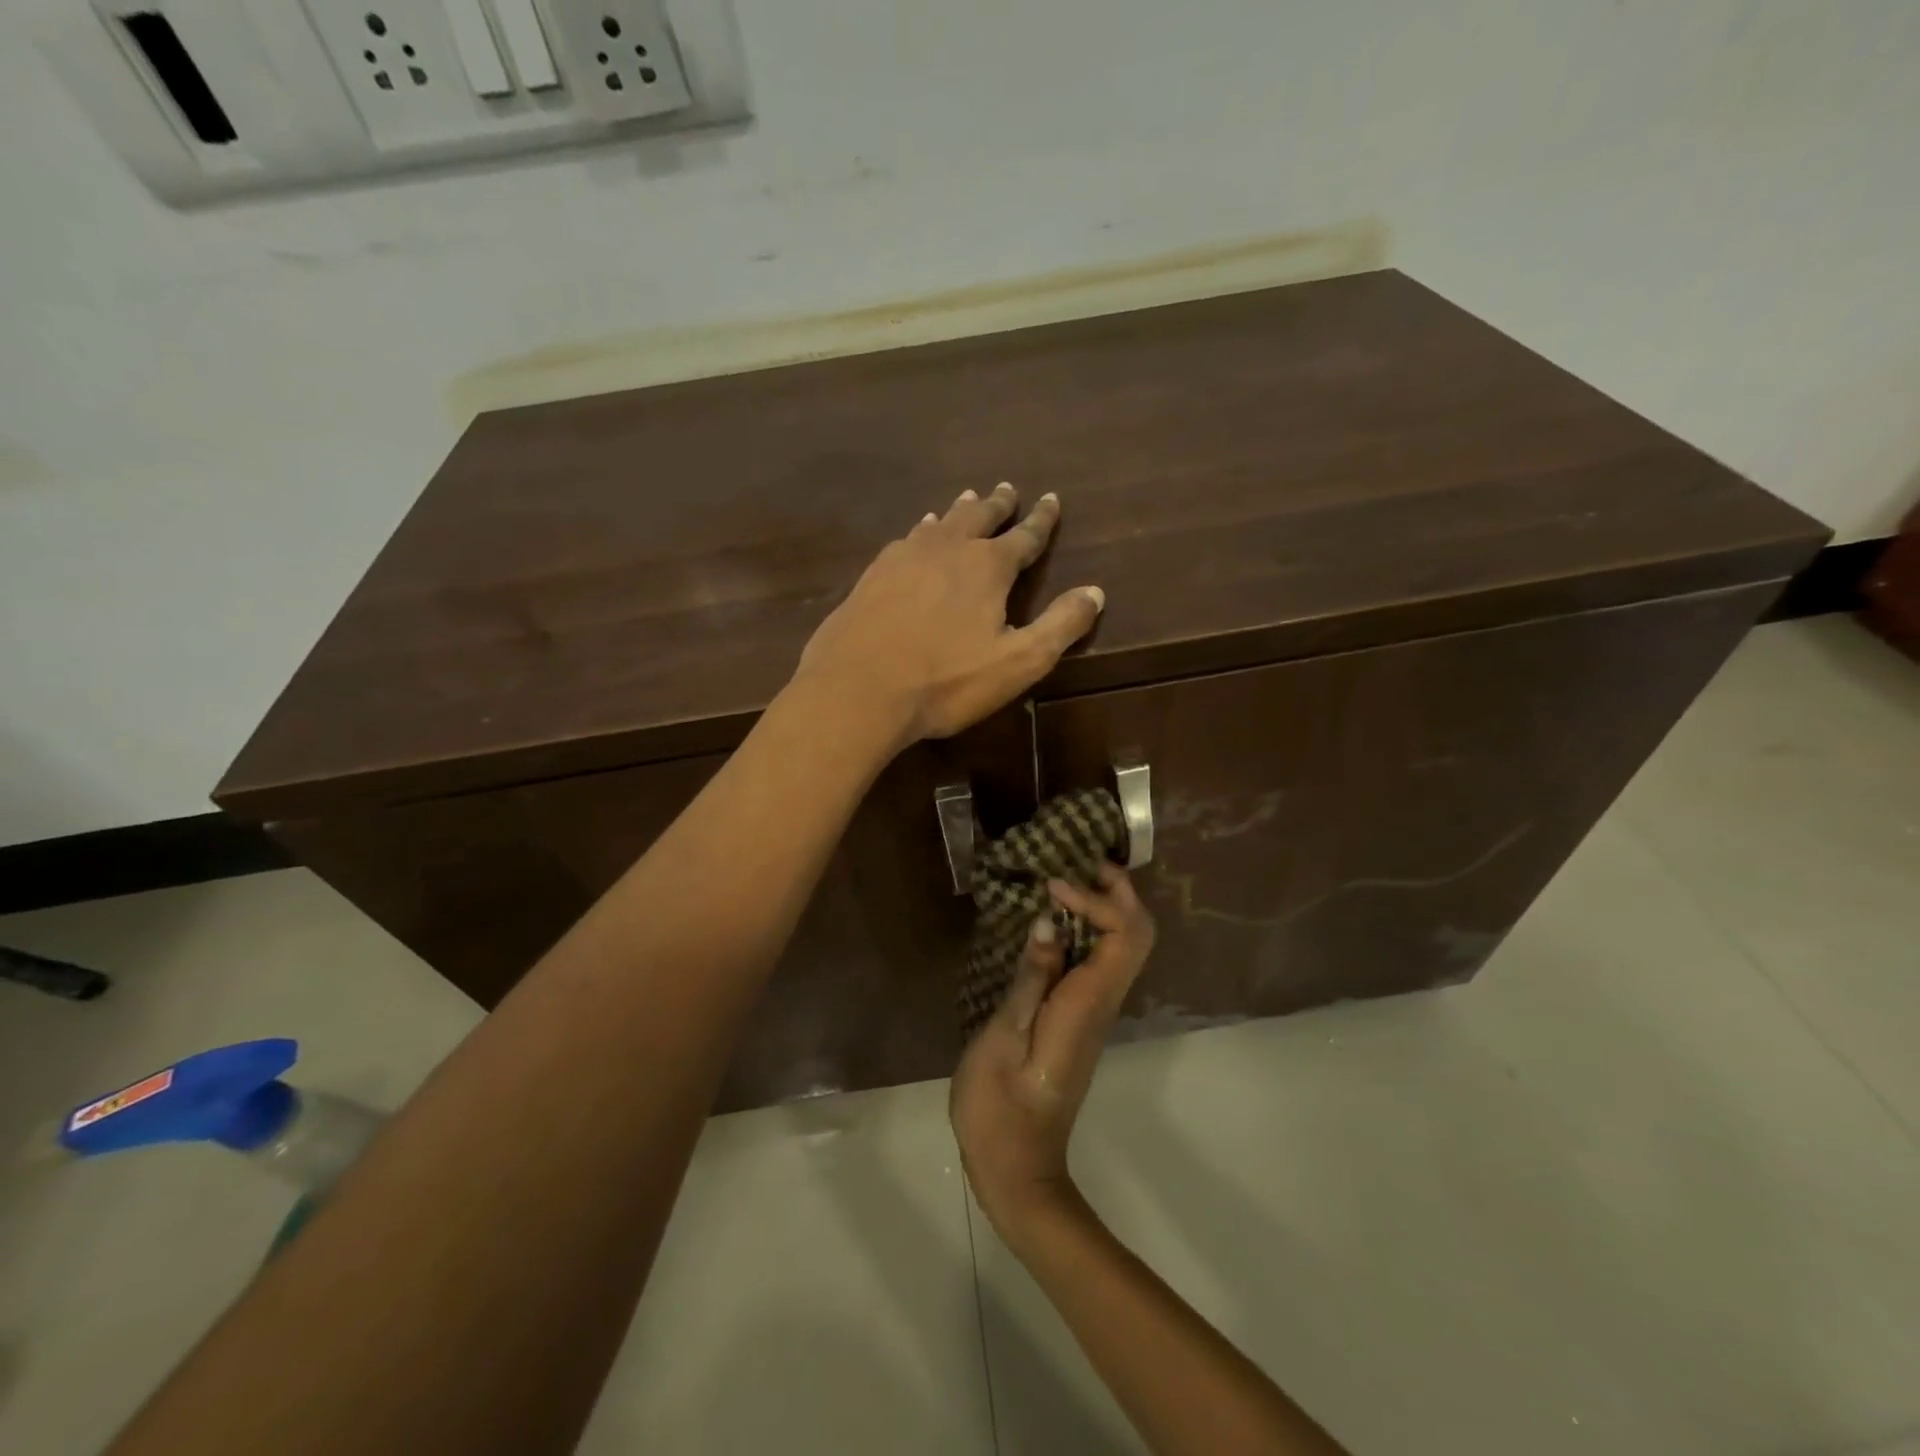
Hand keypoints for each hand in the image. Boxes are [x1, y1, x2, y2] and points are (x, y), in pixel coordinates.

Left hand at [793, 483, 1103, 746]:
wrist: (857, 690)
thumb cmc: (945, 681)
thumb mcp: (1018, 663)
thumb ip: (1060, 626)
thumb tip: (1095, 592)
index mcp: (987, 567)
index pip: (1024, 536)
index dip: (1041, 520)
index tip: (1051, 499)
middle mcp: (947, 549)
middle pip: (978, 517)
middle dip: (997, 504)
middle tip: (1006, 488)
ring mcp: (904, 558)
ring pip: (939, 523)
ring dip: (958, 511)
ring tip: (966, 499)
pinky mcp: (872, 575)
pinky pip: (906, 540)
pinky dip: (921, 531)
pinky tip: (916, 536)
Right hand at [950, 866, 1155, 1245]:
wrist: (1017, 1168)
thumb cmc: (1000, 1106)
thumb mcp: (1003, 1037)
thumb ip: (1030, 979)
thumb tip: (1049, 923)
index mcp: (1088, 1004)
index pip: (1124, 934)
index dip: (1097, 898)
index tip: (1051, 885)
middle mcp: (1103, 1003)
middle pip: (1137, 935)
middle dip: (1116, 891)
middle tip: (1077, 862)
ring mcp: (1095, 1011)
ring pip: (1124, 945)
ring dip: (1104, 905)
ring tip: (1063, 878)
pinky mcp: (1081, 1018)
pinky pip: (1100, 960)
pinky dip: (1087, 928)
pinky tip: (1052, 920)